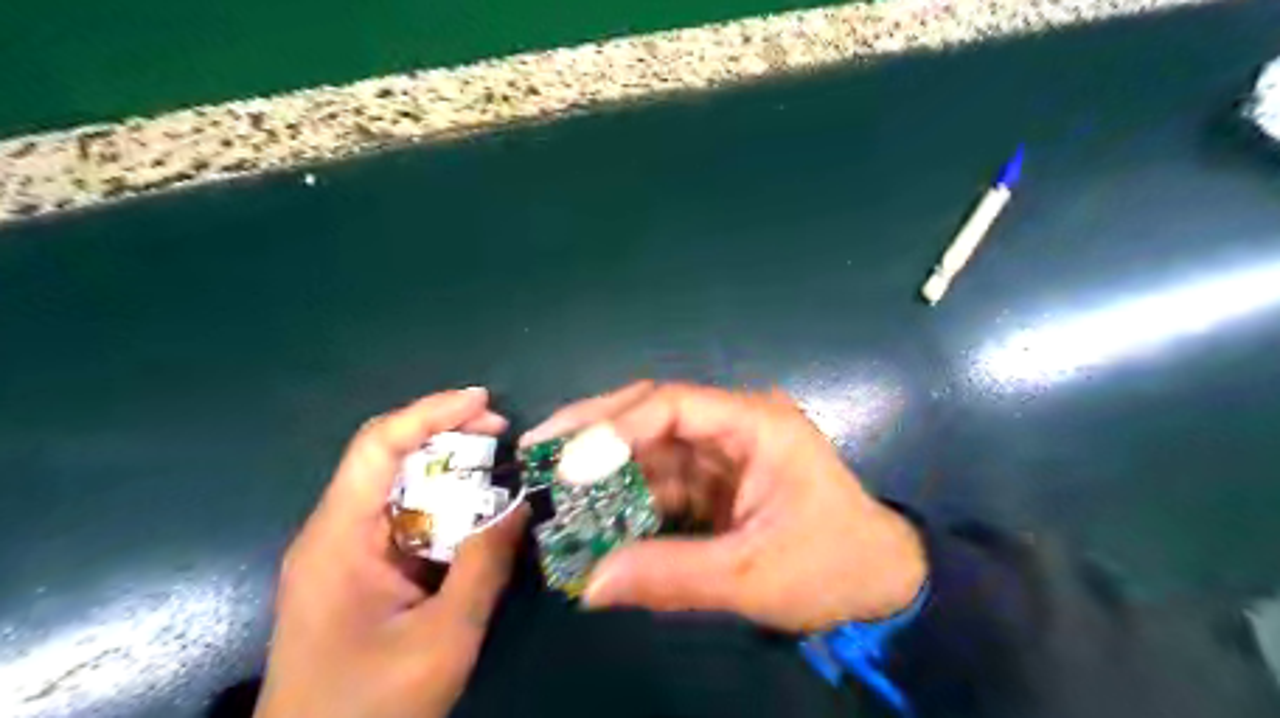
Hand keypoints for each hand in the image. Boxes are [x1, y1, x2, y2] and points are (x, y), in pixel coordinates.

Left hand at [255, 386, 527, 716]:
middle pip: (388, 456)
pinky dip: (444, 506)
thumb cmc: (370, 707)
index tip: (484, 402)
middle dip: (446, 435)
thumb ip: (483, 566)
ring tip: (499, 466)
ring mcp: (344, 551)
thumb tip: (521, 505)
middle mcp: (335, 531)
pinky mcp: (359, 571)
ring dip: (448, 470)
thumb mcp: (442, 639)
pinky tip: (477, 514)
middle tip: (502, 433)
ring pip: (398, 486)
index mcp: (339, 537)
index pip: (378, 445)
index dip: (430, 413)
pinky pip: (404, 519)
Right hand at [521, 381, 930, 633]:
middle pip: (652, 413)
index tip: (567, 459)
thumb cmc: (833, 566)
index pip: (674, 404)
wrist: (880, 585)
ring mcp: (721, 453)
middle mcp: (733, 425)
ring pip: (649, 447)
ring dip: (602, 467)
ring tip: (548, 483)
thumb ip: (671, 575)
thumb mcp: (753, 575)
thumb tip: (590, 583)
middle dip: (594, 431)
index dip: (616, 427)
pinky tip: (589, 513)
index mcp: (755, 424)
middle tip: (538, 449)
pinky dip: (623, 496)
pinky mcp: (713, 482)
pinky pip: (659, 480)